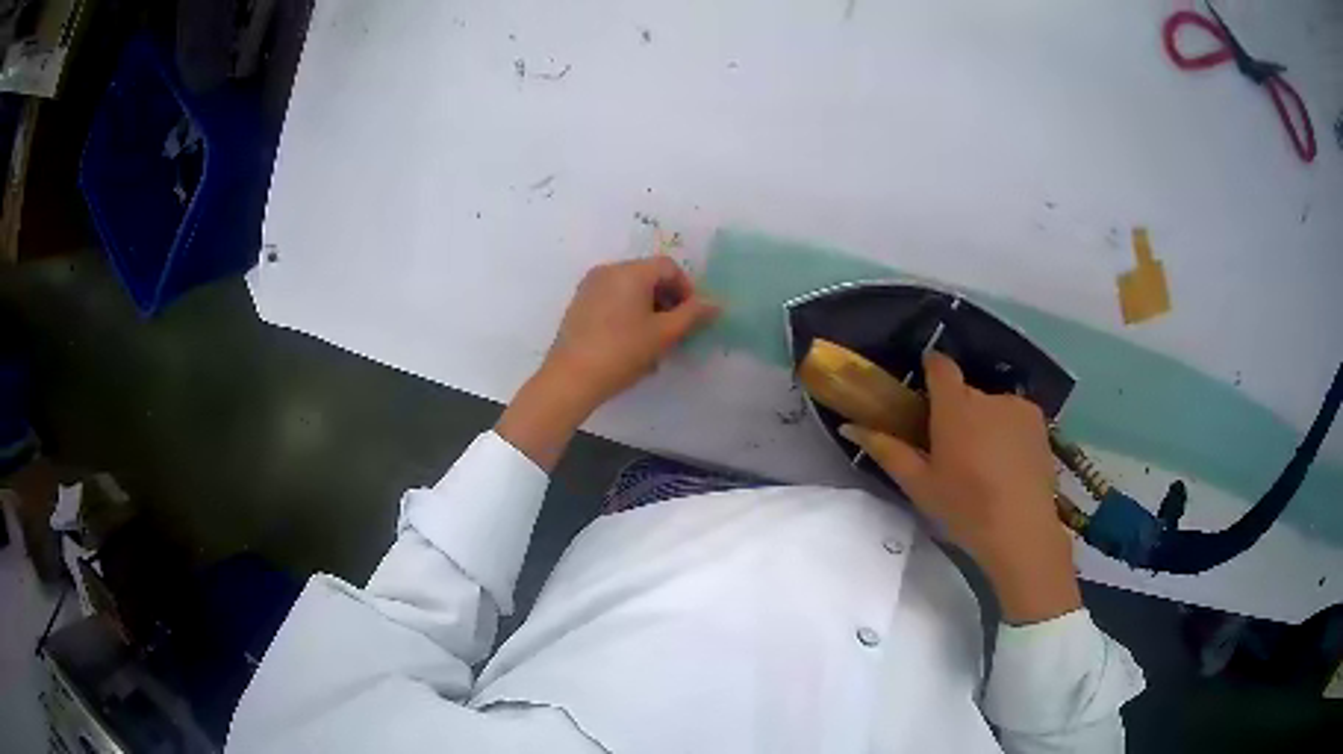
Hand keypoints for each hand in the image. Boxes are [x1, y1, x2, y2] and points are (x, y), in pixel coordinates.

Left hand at [542, 256, 719, 411]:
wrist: (571, 379)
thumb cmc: (622, 352)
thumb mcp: (664, 334)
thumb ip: (693, 315)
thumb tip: (716, 304)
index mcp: (630, 271)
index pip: (669, 267)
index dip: (687, 289)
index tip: (691, 318)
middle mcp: (608, 271)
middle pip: (648, 276)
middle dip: (668, 300)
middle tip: (676, 331)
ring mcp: (590, 287)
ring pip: (630, 290)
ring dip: (649, 310)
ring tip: (655, 342)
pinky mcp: (579, 305)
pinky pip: (613, 300)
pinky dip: (629, 314)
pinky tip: (631, 344)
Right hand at [839, 352, 1079, 624]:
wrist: (1021, 529)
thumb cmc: (964, 507)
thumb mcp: (919, 485)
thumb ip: (886, 451)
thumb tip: (850, 426)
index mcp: (955, 406)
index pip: (941, 366)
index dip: (931, 368)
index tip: (926, 387)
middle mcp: (988, 396)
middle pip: (966, 393)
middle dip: (957, 412)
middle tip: (953, 450)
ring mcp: (1018, 407)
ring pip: (992, 406)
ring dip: (985, 423)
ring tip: (985, 463)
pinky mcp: (1039, 423)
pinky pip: (1015, 417)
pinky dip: (1008, 432)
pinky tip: (1009, 465)